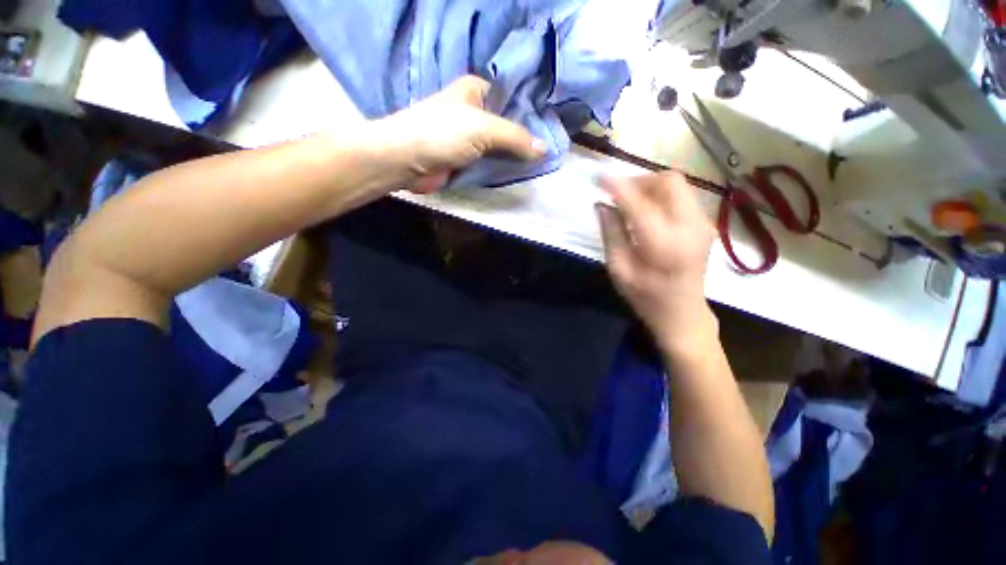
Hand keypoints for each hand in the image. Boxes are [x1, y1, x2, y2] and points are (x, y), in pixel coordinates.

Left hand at [364, 75, 546, 192]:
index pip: (510, 97)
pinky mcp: (463, 159)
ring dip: (513, 156)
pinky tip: (517, 173)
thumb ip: (515, 138)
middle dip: (524, 138)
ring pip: (498, 145)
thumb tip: (545, 150)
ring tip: (538, 164)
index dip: (530, 112)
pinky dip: (500, 168)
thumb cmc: (443, 133)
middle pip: (506, 124)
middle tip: (546, 151)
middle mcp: (473, 111)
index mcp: (475, 90)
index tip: (550, 128)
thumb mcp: (484, 128)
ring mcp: (468, 138)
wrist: (406, 160)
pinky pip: (488, 162)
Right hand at [596, 172, 716, 346]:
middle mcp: (690, 226)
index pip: (639, 203)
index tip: (599, 176)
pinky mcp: (704, 224)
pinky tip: (646, 212)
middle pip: (668, 181)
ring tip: (629, 203)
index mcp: (664, 243)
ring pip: (677, 185)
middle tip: (617, 194)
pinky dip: (660, 196)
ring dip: (649, 187)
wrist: (683, 313)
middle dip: (639, 180)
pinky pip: (681, 196)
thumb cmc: (646, 297)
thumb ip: (611, 234)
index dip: (617, 186)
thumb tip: (601, 205)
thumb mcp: (619, 269)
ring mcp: (702, 223)